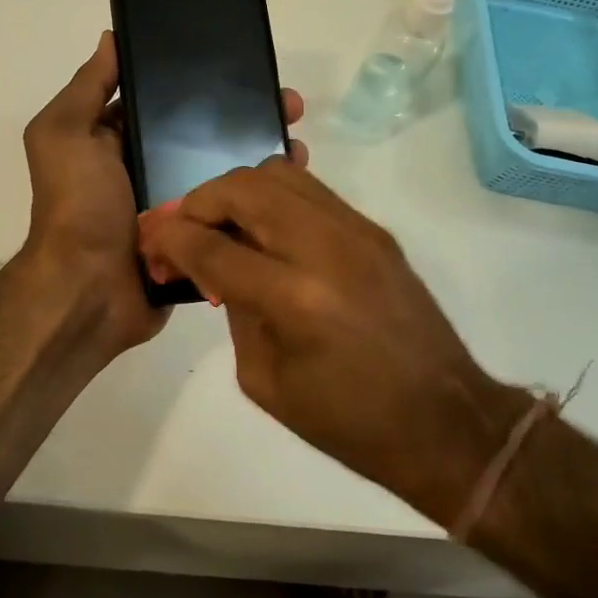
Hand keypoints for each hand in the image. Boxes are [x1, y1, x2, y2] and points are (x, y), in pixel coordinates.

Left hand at [20, 32, 305, 362]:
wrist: (90, 292)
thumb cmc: (78, 205)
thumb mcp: (66, 134)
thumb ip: (88, 87)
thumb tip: (111, 38)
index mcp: (117, 139)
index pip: (165, 100)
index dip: (201, 81)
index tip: (245, 66)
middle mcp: (147, 167)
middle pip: (203, 133)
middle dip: (244, 115)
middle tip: (288, 105)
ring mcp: (176, 205)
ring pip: (225, 171)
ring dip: (260, 153)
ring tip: (298, 140)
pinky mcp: (198, 239)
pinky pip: (232, 212)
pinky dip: (259, 198)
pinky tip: (293, 183)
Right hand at [137, 158, 520, 522]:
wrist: (446, 419)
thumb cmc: (350, 423)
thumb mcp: (266, 381)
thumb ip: (234, 311)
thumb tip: (216, 268)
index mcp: (294, 299)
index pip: (212, 245)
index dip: (170, 239)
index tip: (151, 244)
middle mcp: (325, 247)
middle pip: (242, 188)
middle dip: (198, 202)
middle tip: (183, 231)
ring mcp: (356, 230)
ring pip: (277, 174)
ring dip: (236, 193)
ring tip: (223, 227)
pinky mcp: (374, 229)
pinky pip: (309, 189)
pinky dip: (273, 199)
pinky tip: (265, 233)